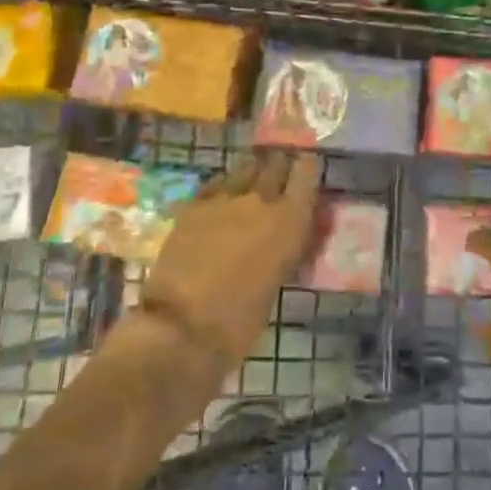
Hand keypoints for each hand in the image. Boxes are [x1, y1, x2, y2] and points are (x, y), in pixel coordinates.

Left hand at [140, 151, 321, 371]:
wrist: (181, 326)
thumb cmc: (240, 320)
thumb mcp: (278, 281)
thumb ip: (287, 248)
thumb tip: (290, 236)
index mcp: (289, 220)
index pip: (306, 172)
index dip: (308, 168)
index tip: (308, 169)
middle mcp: (260, 199)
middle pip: (275, 163)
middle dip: (280, 167)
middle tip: (281, 175)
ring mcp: (223, 198)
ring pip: (244, 168)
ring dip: (252, 173)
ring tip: (252, 184)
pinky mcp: (193, 205)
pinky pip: (216, 184)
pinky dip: (224, 187)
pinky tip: (222, 199)